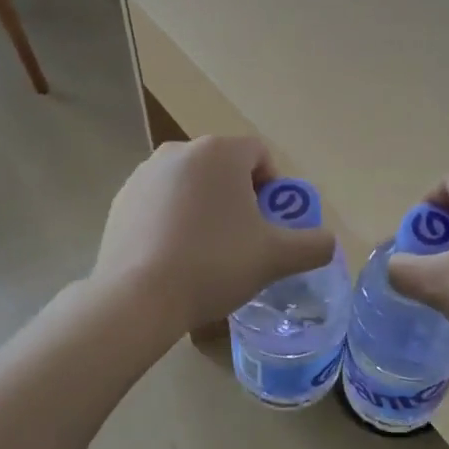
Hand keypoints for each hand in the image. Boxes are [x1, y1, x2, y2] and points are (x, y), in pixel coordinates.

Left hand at [93, 137, 337, 340]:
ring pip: (190, 185)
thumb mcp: (275, 257)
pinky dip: (173, 220)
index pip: (260, 155)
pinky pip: (160, 202)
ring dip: (205, 208)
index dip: (274, 188)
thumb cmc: (214, 264)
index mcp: (219, 152)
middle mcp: (179, 151)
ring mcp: (144, 174)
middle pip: (224, 168)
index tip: (271, 224)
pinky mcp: (120, 200)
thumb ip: (312, 245)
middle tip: (244, 240)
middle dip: (239, 198)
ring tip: (207, 252)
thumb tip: (328, 242)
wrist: (138, 297)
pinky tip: (174, 257)